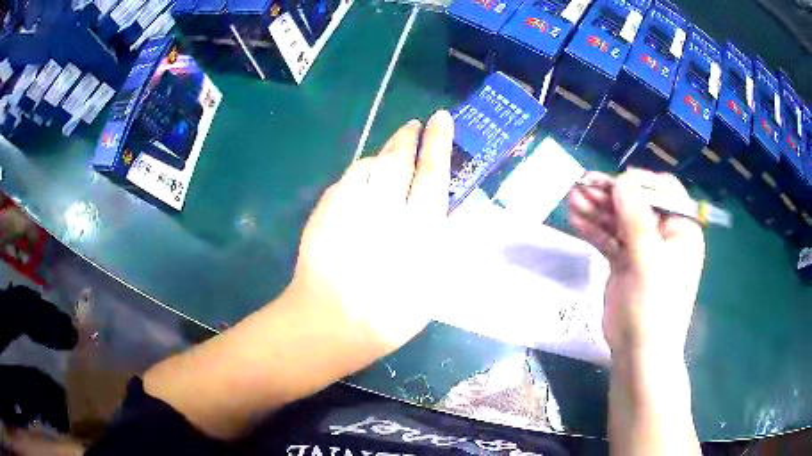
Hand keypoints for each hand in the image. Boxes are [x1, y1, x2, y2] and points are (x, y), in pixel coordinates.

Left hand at [285, 111, 453, 355]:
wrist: (331, 321)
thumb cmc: (390, 315)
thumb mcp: (433, 286)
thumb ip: (448, 242)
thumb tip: (458, 208)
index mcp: (418, 229)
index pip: (432, 172)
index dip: (439, 141)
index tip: (441, 118)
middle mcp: (385, 209)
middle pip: (398, 159)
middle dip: (408, 136)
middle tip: (414, 124)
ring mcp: (350, 207)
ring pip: (370, 164)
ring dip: (384, 152)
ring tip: (392, 150)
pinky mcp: (326, 211)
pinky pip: (346, 179)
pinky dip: (359, 173)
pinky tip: (363, 181)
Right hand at [569, 169, 704, 357]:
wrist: (639, 353)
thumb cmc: (654, 306)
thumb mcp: (649, 260)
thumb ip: (636, 218)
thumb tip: (620, 181)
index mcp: (681, 229)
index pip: (663, 191)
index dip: (639, 182)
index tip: (614, 183)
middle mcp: (664, 235)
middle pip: (637, 204)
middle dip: (610, 194)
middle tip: (583, 185)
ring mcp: (643, 249)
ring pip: (620, 220)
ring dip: (597, 209)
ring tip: (572, 198)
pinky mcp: (625, 263)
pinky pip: (609, 239)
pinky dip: (594, 229)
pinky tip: (575, 218)